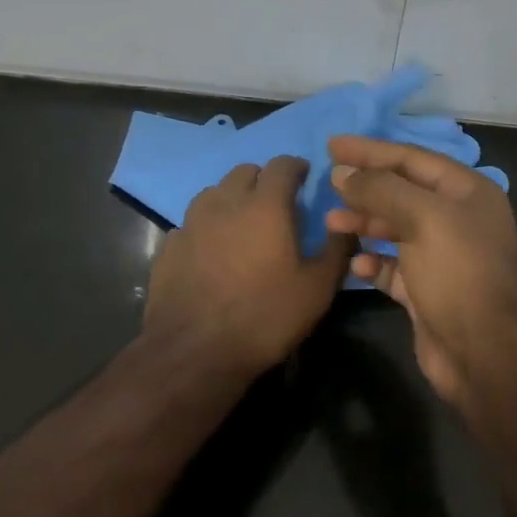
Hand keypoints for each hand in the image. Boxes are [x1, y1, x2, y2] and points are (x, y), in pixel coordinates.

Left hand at [145, 156, 352, 376]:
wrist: (194, 352)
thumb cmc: (264, 316)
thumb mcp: (317, 289)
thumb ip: (337, 250)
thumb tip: (346, 224)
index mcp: (265, 205)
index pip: (282, 165)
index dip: (296, 167)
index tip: (304, 178)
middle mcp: (226, 202)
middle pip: (245, 171)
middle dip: (263, 179)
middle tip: (276, 202)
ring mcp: (192, 222)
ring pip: (214, 192)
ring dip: (231, 198)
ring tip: (242, 222)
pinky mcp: (169, 245)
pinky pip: (191, 223)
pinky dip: (205, 227)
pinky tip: (211, 250)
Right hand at [325, 136, 516, 408]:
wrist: (486, 355)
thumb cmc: (459, 274)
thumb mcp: (423, 219)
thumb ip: (381, 189)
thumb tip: (341, 172)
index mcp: (467, 192)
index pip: (412, 158)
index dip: (371, 150)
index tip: (332, 145)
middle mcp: (457, 219)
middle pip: (402, 191)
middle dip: (365, 187)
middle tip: (328, 181)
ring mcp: (443, 255)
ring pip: (395, 227)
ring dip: (364, 222)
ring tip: (331, 222)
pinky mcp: (428, 289)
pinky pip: (393, 265)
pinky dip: (373, 260)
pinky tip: (355, 263)